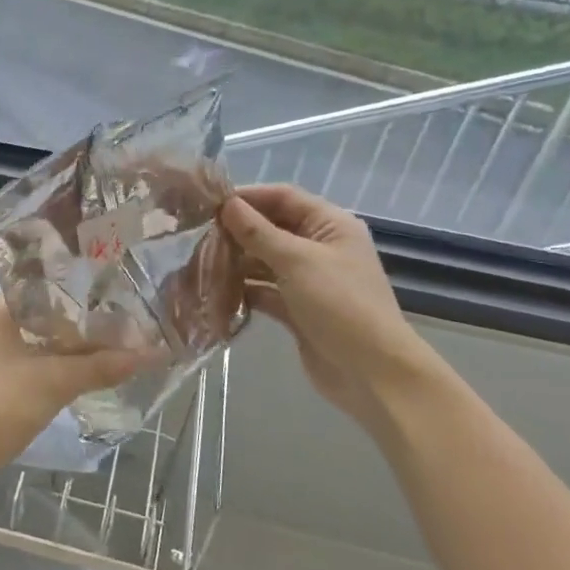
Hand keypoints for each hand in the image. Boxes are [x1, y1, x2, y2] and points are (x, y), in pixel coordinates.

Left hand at [0, 296, 149, 494]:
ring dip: (67, 350)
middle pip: (42, 316)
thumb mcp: (52, 383)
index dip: (83, 295)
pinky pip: (24, 365)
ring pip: (34, 343)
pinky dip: (50, 368)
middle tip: (122, 327)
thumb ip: (99, 366)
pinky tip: (80, 375)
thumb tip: (150, 354)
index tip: (118, 300)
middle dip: (80, 326)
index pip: (45, 289)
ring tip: (111, 349)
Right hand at [220, 185, 431, 430]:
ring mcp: (309, 280)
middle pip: (272, 228)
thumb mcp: (296, 261)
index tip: (208, 202)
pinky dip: (244, 289)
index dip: (247, 197)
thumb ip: (258, 232)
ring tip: (200, 263)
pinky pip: (265, 290)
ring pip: (265, 261)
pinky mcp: (298, 309)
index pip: (283, 197)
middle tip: (197, 235)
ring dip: (236, 262)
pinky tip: (216, 291)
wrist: (372, 373)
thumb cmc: (339, 304)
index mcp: (330, 225)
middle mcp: (320, 247)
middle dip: (237, 231)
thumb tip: (227, 204)